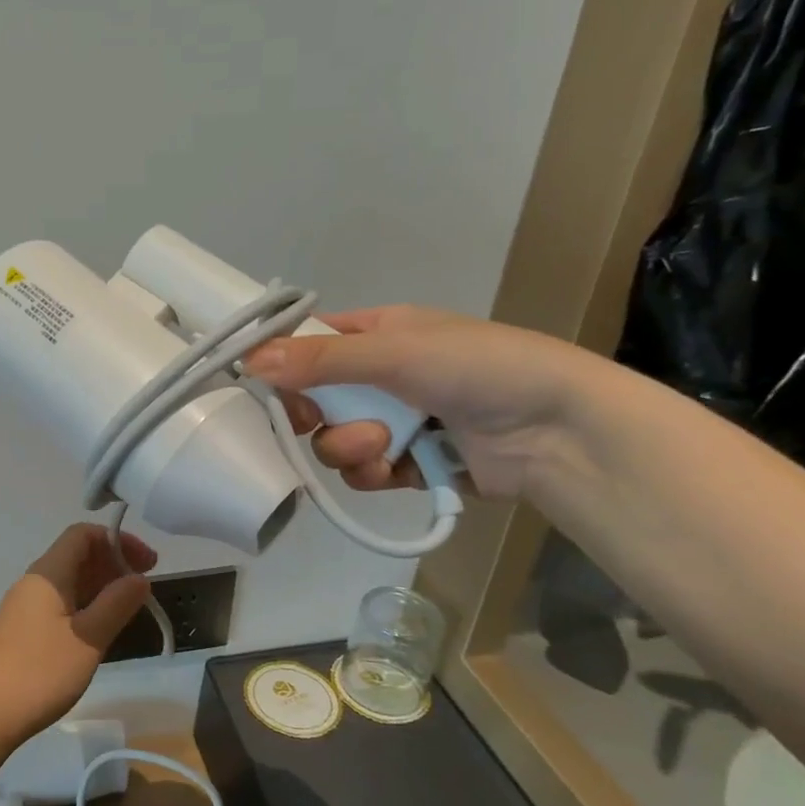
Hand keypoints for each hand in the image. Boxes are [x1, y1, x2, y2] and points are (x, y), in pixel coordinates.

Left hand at [0, 524, 156, 752]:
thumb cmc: (38, 672)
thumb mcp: (88, 638)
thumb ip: (116, 604)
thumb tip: (139, 578)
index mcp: (48, 574)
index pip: (83, 534)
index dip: (118, 540)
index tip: (149, 564)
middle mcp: (34, 583)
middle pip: (77, 556)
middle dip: (113, 564)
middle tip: (145, 589)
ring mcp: (25, 608)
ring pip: (69, 583)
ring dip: (101, 588)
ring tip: (129, 611)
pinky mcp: (22, 632)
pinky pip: (60, 606)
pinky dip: (86, 608)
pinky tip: (99, 633)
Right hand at [244, 306, 598, 498]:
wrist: (556, 431)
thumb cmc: (478, 368)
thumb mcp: (395, 352)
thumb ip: (320, 360)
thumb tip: (248, 360)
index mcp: (378, 334)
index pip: (310, 343)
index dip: (284, 364)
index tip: (270, 384)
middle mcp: (379, 376)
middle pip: (312, 399)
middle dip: (314, 416)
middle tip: (316, 421)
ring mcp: (393, 421)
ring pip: (333, 440)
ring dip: (348, 447)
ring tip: (384, 445)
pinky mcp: (406, 464)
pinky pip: (362, 471)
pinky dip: (371, 472)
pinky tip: (395, 468)